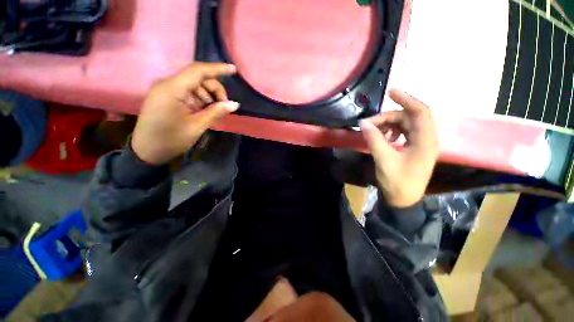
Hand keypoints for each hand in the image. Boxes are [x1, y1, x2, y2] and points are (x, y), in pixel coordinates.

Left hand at [131, 62, 238, 164]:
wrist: (146, 152)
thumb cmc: (171, 140)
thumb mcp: (197, 126)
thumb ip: (216, 112)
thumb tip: (235, 104)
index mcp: (172, 89)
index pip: (198, 71)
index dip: (217, 69)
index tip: (234, 70)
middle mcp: (167, 84)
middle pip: (198, 78)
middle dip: (215, 89)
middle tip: (225, 106)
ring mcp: (166, 90)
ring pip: (194, 85)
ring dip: (208, 95)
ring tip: (216, 111)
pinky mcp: (166, 97)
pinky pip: (187, 92)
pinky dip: (200, 99)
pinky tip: (205, 110)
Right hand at [360, 89, 438, 207]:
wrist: (403, 200)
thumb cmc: (397, 182)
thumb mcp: (384, 160)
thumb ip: (374, 139)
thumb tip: (363, 123)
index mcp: (425, 141)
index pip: (420, 111)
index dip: (406, 99)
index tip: (391, 92)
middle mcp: (426, 138)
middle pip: (408, 117)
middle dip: (387, 117)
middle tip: (368, 124)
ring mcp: (420, 143)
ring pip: (404, 124)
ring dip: (388, 124)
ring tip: (374, 132)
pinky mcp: (414, 147)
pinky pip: (403, 132)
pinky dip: (391, 132)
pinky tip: (383, 138)